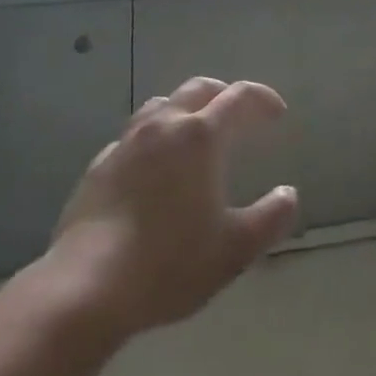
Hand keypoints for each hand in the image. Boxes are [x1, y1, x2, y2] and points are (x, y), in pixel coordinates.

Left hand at [44, 76, 299, 340]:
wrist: (86, 287)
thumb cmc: (168, 264)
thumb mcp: (233, 250)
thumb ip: (269, 219)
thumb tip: (289, 195)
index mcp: (200, 135)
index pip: (239, 97)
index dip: (262, 99)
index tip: (277, 113)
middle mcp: (164, 125)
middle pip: (199, 88)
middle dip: (224, 94)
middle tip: (239, 113)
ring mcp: (127, 142)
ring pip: (162, 104)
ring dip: (185, 109)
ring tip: (195, 132)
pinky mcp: (99, 166)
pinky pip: (134, 136)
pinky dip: (154, 139)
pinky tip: (153, 167)